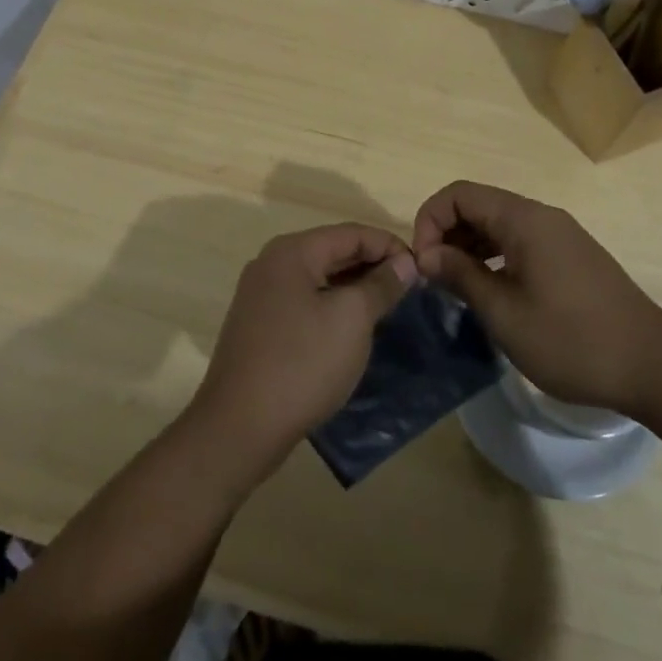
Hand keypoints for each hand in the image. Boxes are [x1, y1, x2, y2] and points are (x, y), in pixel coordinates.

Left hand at [190, 224, 415, 470]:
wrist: (239, 427)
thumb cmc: (302, 363)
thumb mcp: (352, 319)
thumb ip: (381, 285)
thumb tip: (404, 262)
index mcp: (292, 252)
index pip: (351, 233)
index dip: (390, 246)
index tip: (422, 270)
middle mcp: (271, 263)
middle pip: (333, 251)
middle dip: (373, 266)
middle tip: (410, 289)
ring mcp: (261, 295)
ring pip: (319, 278)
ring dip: (354, 287)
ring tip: (389, 307)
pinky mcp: (259, 325)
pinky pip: (305, 302)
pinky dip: (332, 306)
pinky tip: (354, 329)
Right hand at [412, 181, 661, 413]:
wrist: (655, 367)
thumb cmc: (572, 340)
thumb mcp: (504, 312)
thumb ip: (461, 276)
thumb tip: (427, 255)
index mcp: (523, 219)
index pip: (458, 194)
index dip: (430, 221)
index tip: (423, 265)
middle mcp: (541, 216)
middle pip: (478, 205)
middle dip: (447, 234)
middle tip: (435, 280)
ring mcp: (560, 235)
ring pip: (499, 225)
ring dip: (470, 247)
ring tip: (457, 289)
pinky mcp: (571, 256)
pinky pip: (520, 242)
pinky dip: (495, 257)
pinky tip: (491, 292)